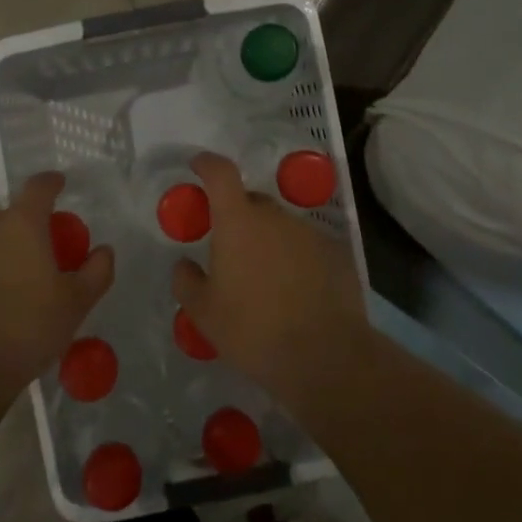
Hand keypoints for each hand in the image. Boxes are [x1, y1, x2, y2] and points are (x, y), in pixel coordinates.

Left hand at [0, 172, 115, 415]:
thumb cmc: (26, 332)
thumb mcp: (76, 305)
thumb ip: (97, 271)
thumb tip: (103, 249)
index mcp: (21, 226)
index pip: (39, 187)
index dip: (52, 183)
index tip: (60, 186)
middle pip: (10, 218)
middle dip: (27, 232)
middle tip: (41, 262)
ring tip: (9, 292)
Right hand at [171, 153, 372, 413]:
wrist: (325, 357)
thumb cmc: (253, 331)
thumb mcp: (204, 314)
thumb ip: (187, 282)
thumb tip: (184, 265)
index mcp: (238, 222)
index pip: (220, 173)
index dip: (206, 164)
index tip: (197, 165)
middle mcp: (276, 217)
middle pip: (252, 202)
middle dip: (238, 217)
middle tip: (230, 251)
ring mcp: (310, 232)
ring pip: (281, 226)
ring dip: (269, 241)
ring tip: (266, 280)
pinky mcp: (337, 253)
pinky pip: (307, 246)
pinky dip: (297, 259)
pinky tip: (297, 291)